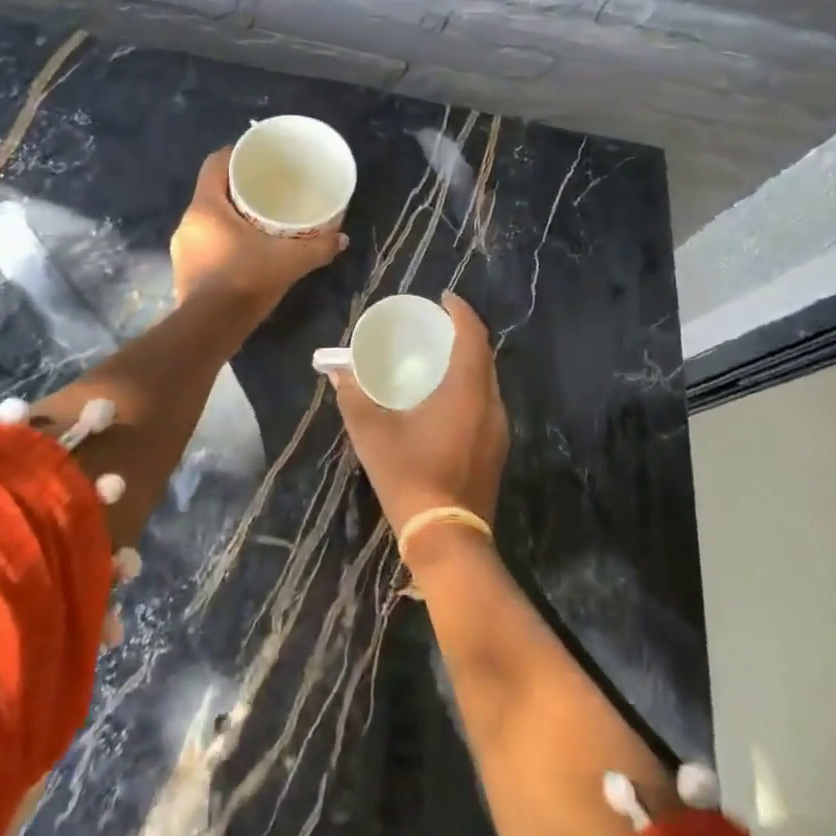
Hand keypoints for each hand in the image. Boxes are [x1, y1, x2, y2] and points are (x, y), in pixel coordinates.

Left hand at [170, 147, 345, 311]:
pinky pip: (205, 242)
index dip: (235, 154)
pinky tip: (245, 251)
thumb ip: (317, 247)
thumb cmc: (245, 280)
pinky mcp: (184, 270)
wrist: (210, 329)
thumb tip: (342, 238)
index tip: (258, 157)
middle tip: (266, 190)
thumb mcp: (289, 261)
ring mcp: (182, 248)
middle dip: (237, 188)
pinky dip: (223, 240)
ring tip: (258, 221)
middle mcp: (188, 221)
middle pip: (212, 191)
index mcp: (206, 207)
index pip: (215, 163)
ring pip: (208, 219)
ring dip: (229, 217)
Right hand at [331, 292, 507, 536]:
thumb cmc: (410, 476)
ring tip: (438, 357)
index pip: (473, 336)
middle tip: (436, 326)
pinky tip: (446, 398)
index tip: (443, 297)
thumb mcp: (372, 433)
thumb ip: (354, 396)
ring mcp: (498, 429)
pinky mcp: (495, 450)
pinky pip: (486, 402)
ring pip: (487, 381)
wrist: (447, 538)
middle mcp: (491, 404)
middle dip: (464, 334)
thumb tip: (337, 370)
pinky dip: (470, 386)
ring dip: (468, 362)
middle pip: (484, 356)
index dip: (461, 311)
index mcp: (467, 390)